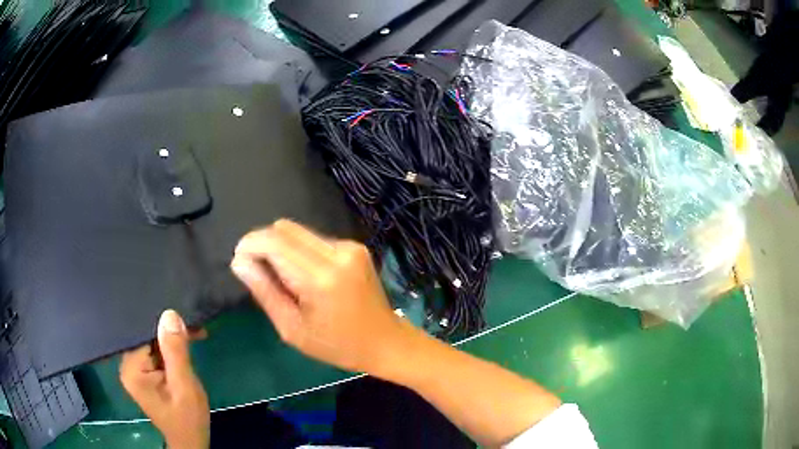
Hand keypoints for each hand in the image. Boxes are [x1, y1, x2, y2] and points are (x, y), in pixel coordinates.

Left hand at [120, 310, 209, 448]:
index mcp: (132, 369)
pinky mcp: (144, 373)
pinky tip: (186, 344)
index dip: (163, 324)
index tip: (185, 313)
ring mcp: (135, 369)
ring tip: (195, 331)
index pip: (144, 334)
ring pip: (153, 342)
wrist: (190, 441)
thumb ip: (175, 352)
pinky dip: (171, 348)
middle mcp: (128, 365)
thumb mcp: (185, 386)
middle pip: (147, 337)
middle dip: (170, 331)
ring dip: (172, 339)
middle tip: (194, 322)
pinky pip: (156, 352)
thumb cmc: (187, 418)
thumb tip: (170, 314)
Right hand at [230, 219, 413, 375]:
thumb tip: (239, 262)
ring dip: (282, 248)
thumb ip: (265, 292)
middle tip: (258, 271)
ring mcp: (350, 247)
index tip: (239, 260)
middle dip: (264, 244)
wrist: (385, 342)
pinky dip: (301, 252)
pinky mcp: (355, 247)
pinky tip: (306, 277)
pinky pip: (315, 240)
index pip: (274, 242)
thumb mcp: (293, 329)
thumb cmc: (337, 345)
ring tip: (285, 280)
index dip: (250, 244)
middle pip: (285, 229)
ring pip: (299, 232)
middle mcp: (337, 253)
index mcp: (320, 278)